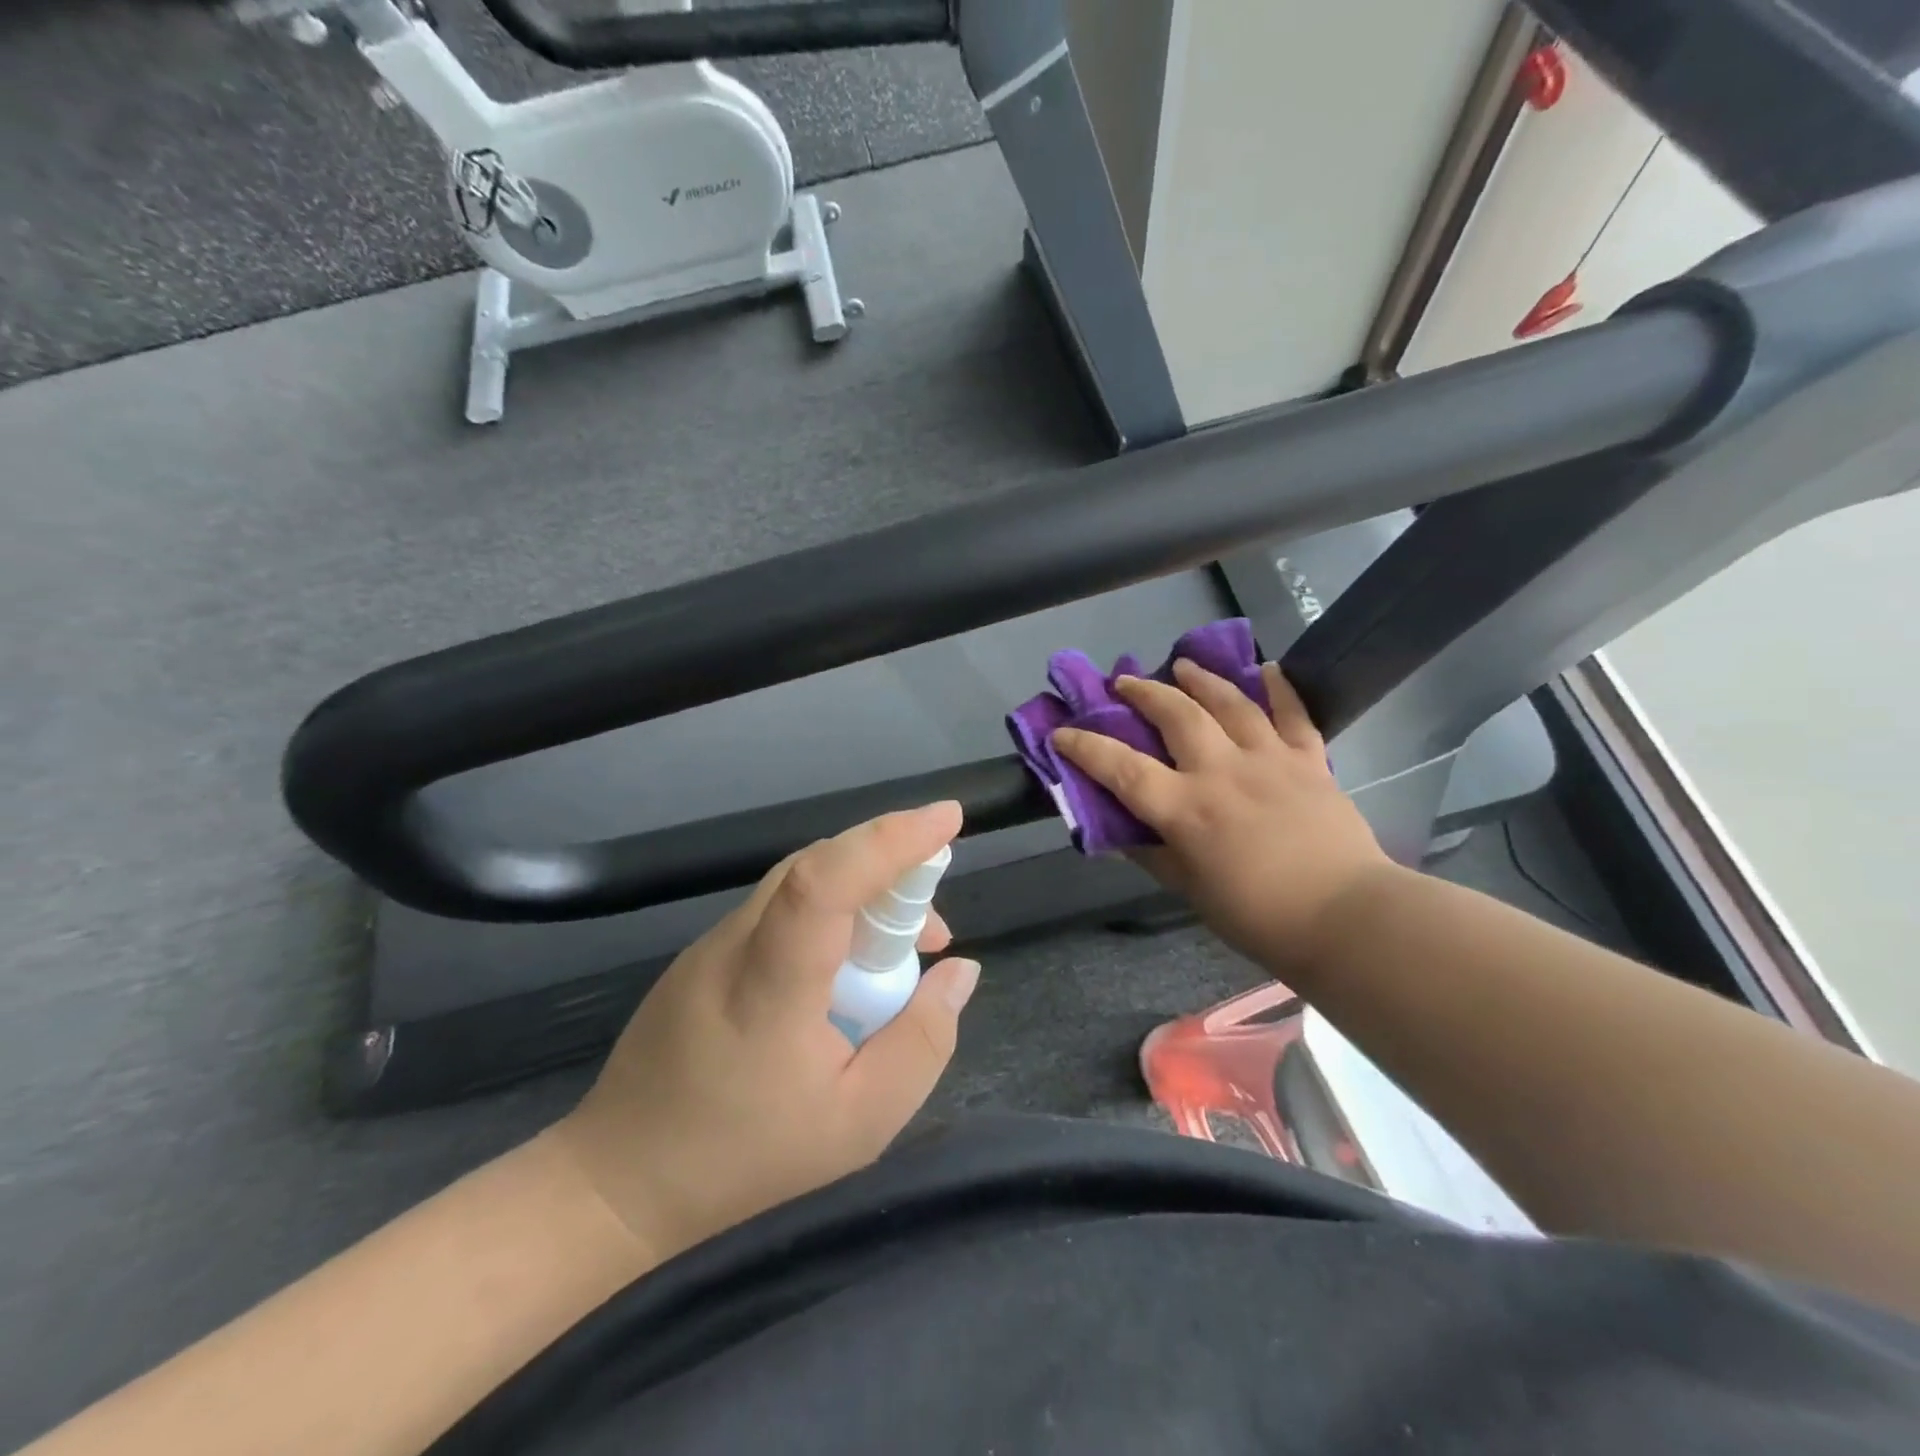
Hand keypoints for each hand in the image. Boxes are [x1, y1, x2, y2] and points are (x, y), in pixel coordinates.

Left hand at [553, 802, 979, 1261]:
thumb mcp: (861, 1121)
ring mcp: (712, 943)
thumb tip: (959, 970)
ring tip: (902, 947)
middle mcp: (735, 943)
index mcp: (771, 986)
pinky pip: (779, 906)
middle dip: (890, 863)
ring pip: (799, 881)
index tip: (947, 819)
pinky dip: (828, 911)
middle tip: (934, 924)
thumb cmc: (747, 1160)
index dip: (888, 840)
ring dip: (861, 890)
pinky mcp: (703, 953)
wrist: (619, 1183)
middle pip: (817, 866)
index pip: (824, 882)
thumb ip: (923, 1040)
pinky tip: (846, 965)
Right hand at [1053, 660, 1390, 972]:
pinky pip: (1294, 715)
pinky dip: (1281, 688)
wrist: (1346, 918)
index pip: (1121, 768)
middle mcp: (1221, 772)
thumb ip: (1154, 856)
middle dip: (1143, 693)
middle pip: (1175, 716)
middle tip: (1124, 682)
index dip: (1085, 747)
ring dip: (1201, 679)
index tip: (1062, 732)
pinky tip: (1268, 668)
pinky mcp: (1310, 761)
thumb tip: (1124, 832)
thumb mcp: (1191, 891)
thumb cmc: (1259, 916)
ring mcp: (1269, 759)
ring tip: (1183, 665)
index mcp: (1185, 809)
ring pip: (1230, 703)